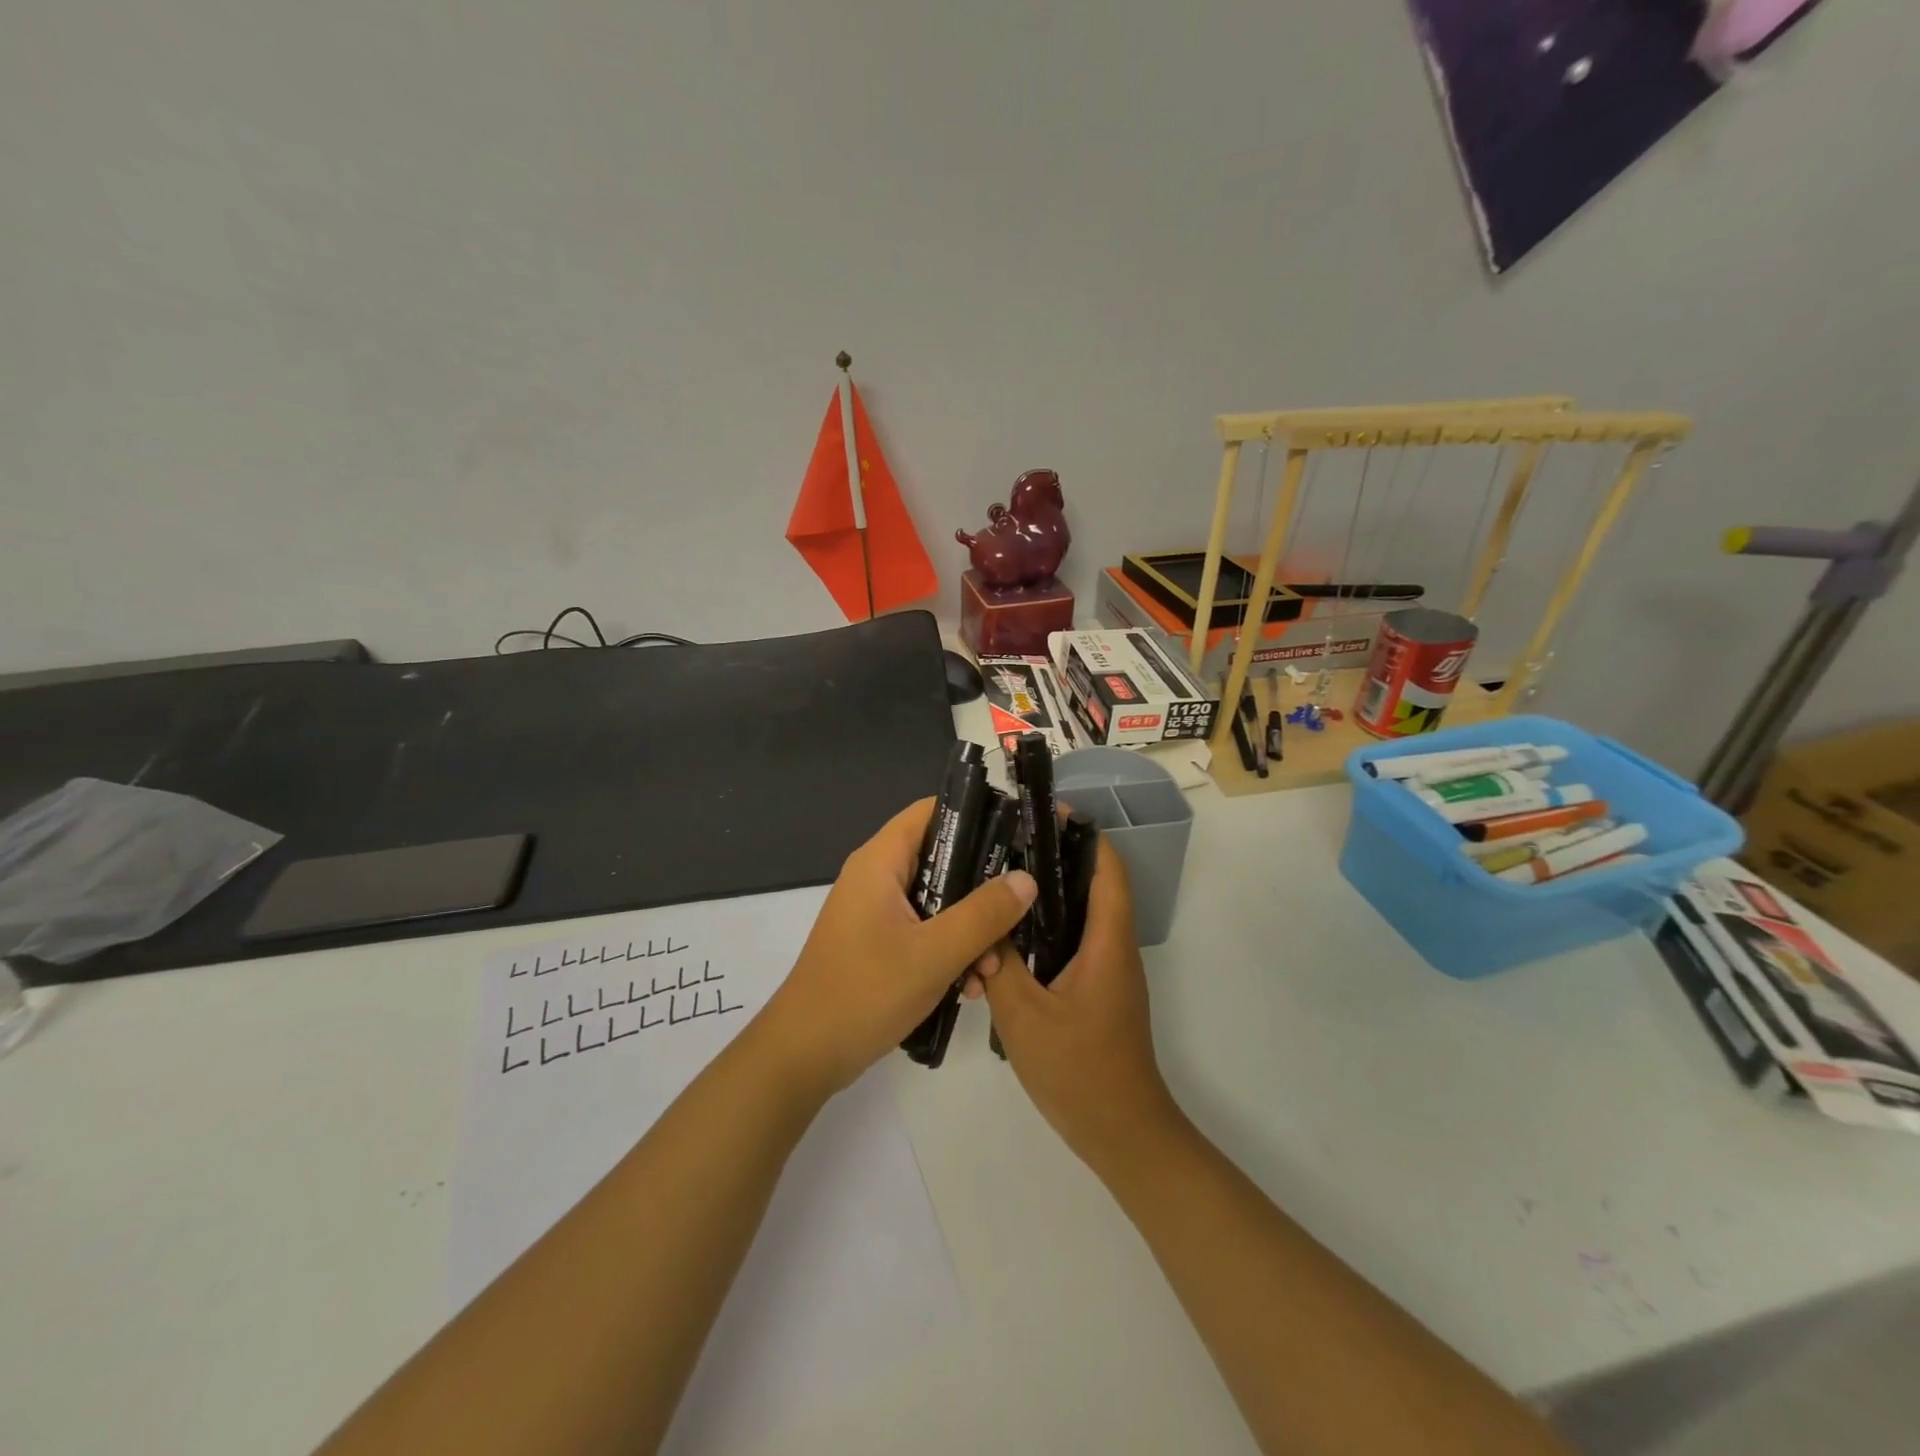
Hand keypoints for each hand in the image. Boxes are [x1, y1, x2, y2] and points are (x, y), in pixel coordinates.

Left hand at [760, 797, 1035, 1097]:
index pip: (933, 812)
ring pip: (939, 902)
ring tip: (990, 970)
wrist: (804, 1056)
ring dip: (970, 931)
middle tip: (1015, 917)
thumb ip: (984, 914)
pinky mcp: (879, 944)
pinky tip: (969, 988)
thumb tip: (1027, 878)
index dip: (977, 816)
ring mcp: (877, 913)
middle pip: (943, 860)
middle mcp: (877, 878)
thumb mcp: (934, 953)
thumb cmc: (865, 992)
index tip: (1018, 837)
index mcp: (881, 861)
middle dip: (982, 891)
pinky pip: (925, 932)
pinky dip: (949, 951)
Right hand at [977, 839, 1184, 1175]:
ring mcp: (1107, 973)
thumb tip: (980, 927)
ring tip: (998, 887)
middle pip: (1093, 886)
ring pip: (1079, 918)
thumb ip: (999, 966)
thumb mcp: (1025, 1017)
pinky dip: (1043, 934)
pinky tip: (1005, 943)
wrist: (1122, 1135)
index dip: (1084, 836)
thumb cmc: (1079, 1071)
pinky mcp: (1096, 993)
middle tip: (1006, 848)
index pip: (1108, 870)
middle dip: (1055, 861)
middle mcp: (1114, 949)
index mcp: (1108, 943)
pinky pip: (1071, 946)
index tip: (1046, 816)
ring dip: (1046, 900)